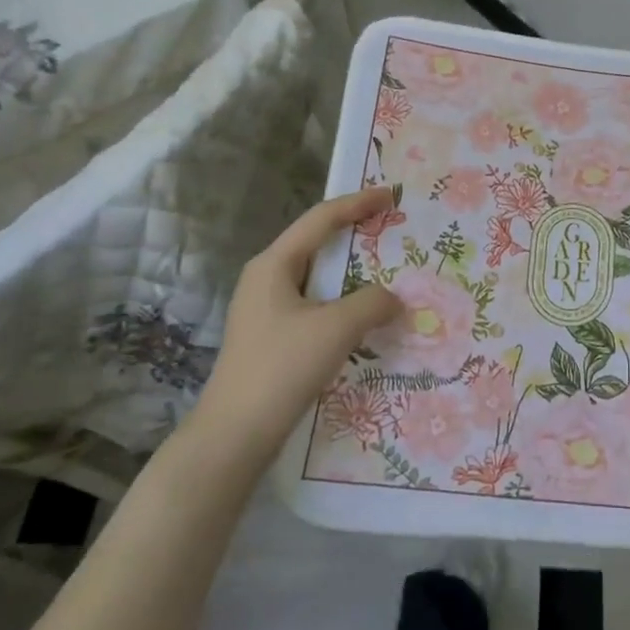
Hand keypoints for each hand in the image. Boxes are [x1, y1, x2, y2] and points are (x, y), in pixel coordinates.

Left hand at [193, 188, 400, 455]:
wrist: (235, 434)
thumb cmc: (282, 367)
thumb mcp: (337, 328)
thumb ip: (373, 302)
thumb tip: (393, 297)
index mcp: (274, 264)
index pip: (320, 219)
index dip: (357, 203)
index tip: (390, 195)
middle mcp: (266, 279)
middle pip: (317, 244)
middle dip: (355, 235)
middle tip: (392, 230)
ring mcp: (266, 310)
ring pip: (317, 278)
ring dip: (352, 273)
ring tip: (388, 272)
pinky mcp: (272, 338)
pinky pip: (315, 305)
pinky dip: (343, 302)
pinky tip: (365, 317)